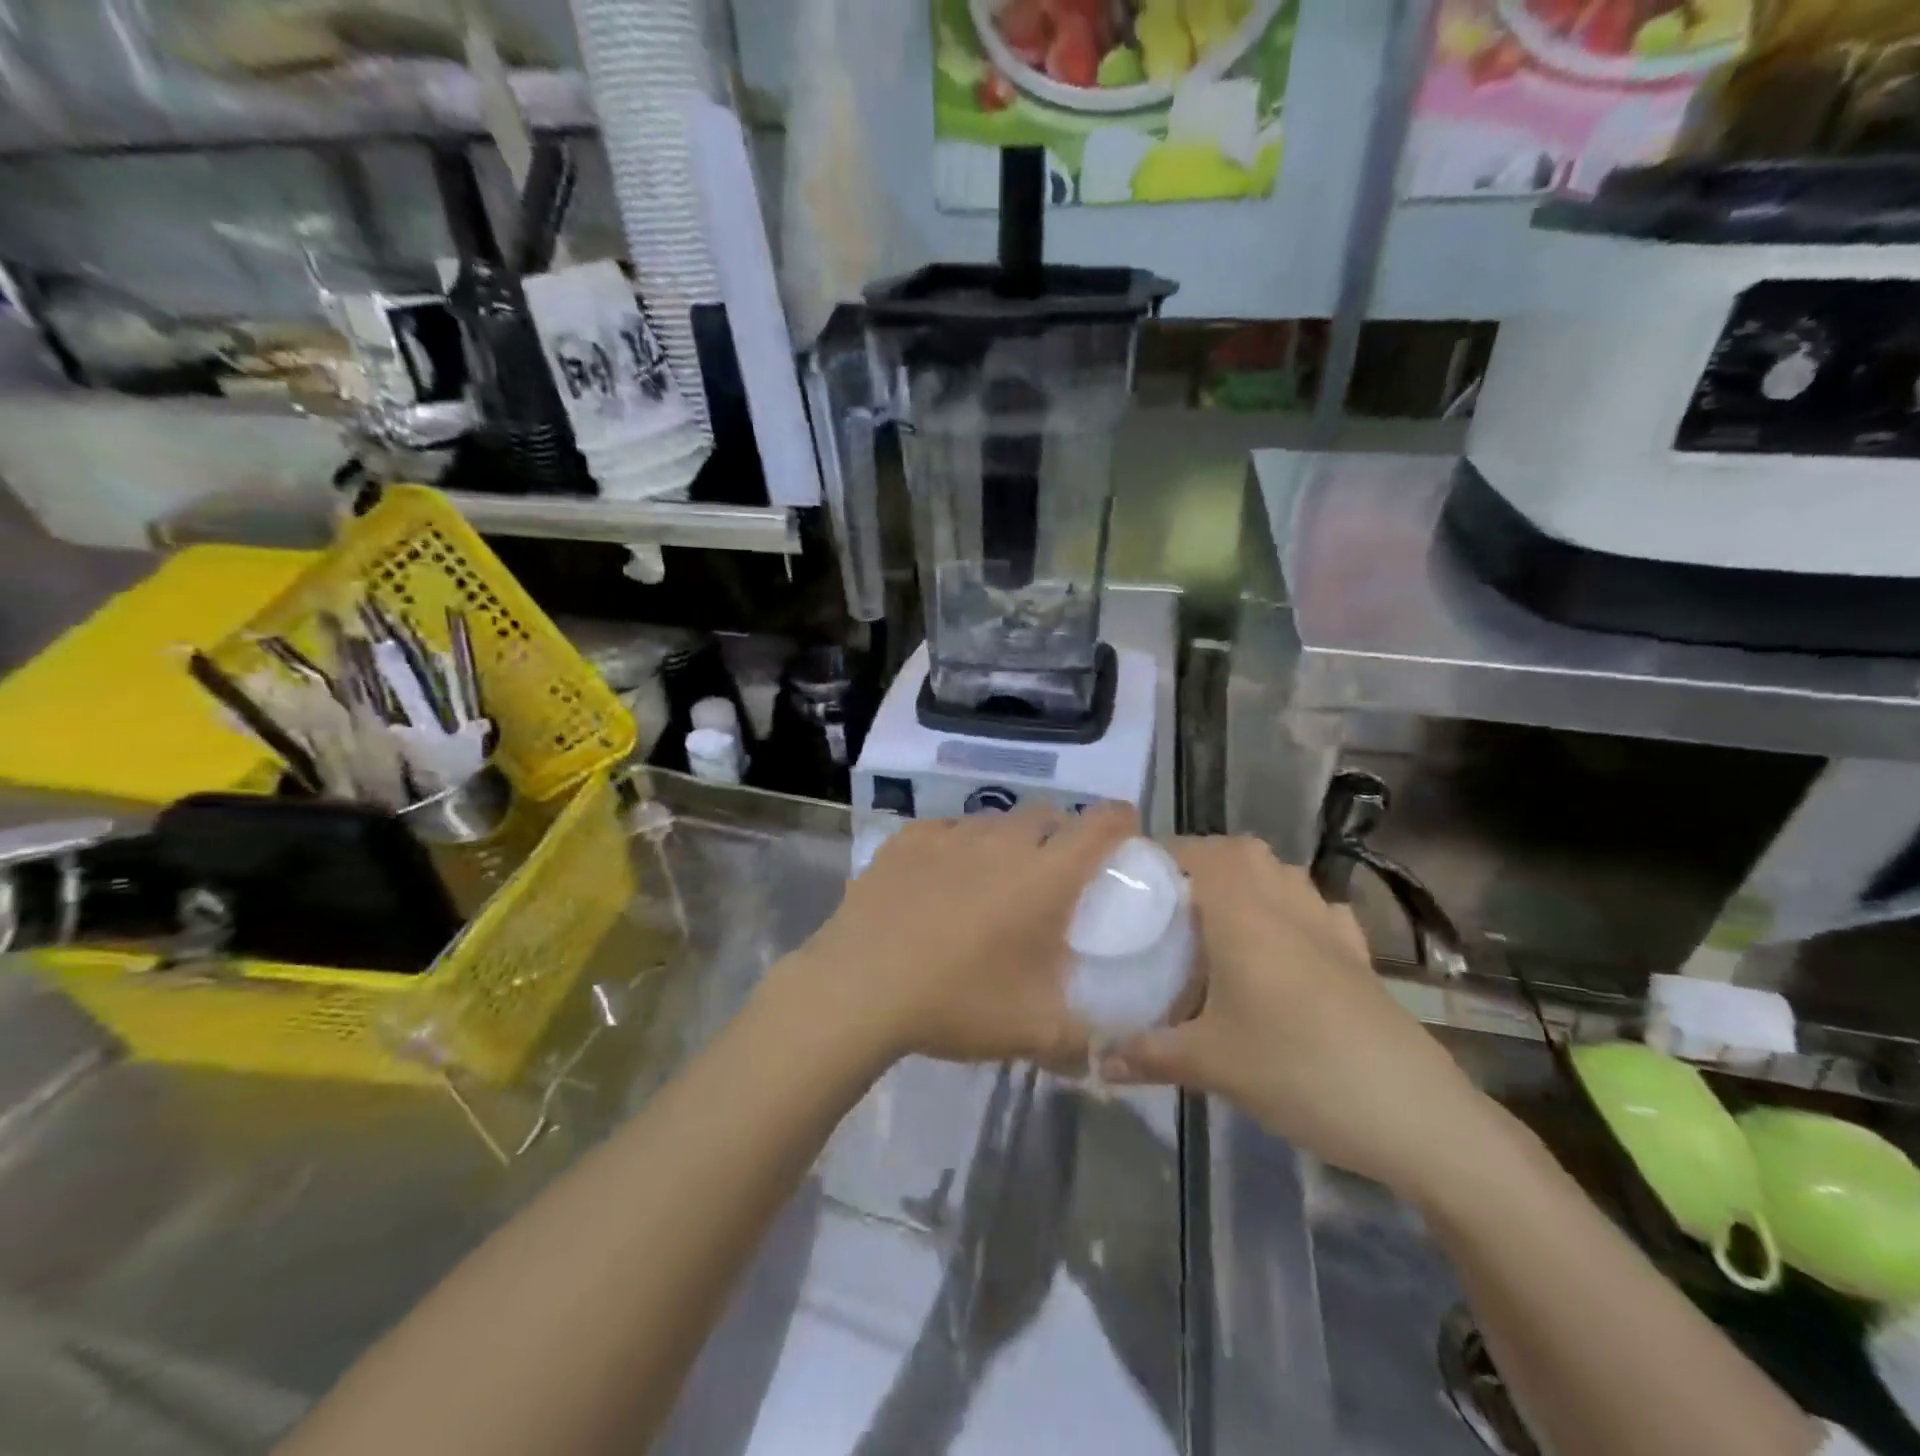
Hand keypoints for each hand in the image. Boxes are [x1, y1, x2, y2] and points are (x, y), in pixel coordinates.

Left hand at [783, 804, 1137, 1068]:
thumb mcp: (1033, 1031)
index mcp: (1045, 876)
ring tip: (995, 879)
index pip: (1100, 825)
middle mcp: (1003, 841)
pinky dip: (959, 846)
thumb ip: (1084, 1038)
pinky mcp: (908, 839)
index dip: (1120, 820)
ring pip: (995, 821)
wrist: (860, 987)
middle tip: (1054, 874)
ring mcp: (950, 834)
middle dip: (1061, 835)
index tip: (1125, 832)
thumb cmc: (957, 1002)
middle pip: (1047, 816)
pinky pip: (947, 829)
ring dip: (1008, 841)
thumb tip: (1111, 1048)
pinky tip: (943, 878)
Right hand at [1109, 836, 1496, 1195]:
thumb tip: (1096, 1059)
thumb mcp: (1210, 1065)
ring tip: (1218, 919)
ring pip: (1283, 874)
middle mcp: (1285, 904)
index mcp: (1243, 913)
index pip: (1199, 852)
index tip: (1131, 879)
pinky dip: (1294, 910)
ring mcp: (1329, 928)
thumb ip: (1147, 1054)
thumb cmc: (1297, 1069)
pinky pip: (1319, 910)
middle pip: (1242, 852)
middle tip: (1170, 903)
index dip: (1162, 853)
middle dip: (1203, 862)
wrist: (1413, 1114)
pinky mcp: (1359, 956)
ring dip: (1249, 879)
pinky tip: (1283, 947)